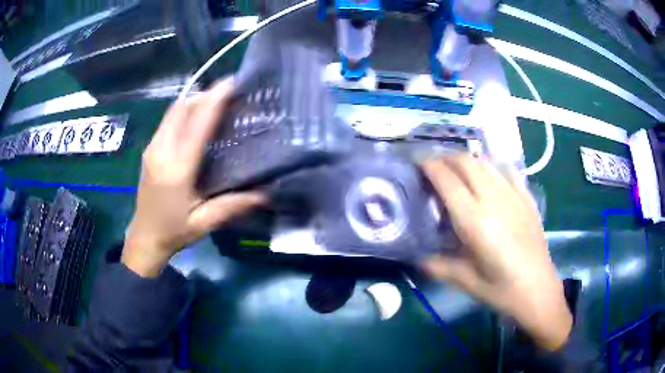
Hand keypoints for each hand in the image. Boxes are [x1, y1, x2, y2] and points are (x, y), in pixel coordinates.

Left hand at [122, 78, 265, 277]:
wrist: (144, 237)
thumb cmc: (174, 231)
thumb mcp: (204, 223)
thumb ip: (233, 206)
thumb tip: (266, 193)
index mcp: (176, 168)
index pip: (197, 123)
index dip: (215, 99)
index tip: (233, 83)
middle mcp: (161, 150)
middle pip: (183, 107)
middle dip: (207, 94)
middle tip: (230, 92)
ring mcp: (152, 147)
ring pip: (174, 110)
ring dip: (196, 99)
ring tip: (218, 100)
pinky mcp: (150, 148)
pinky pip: (169, 118)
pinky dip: (186, 109)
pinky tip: (199, 117)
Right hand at [421, 155, 571, 350]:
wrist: (539, 290)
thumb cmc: (501, 291)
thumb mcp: (465, 282)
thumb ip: (438, 266)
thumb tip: (416, 257)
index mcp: (476, 221)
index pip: (447, 180)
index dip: (429, 166)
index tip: (416, 163)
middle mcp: (494, 200)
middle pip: (466, 162)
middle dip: (445, 157)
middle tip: (432, 166)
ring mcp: (514, 196)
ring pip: (486, 162)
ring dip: (466, 160)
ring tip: (455, 169)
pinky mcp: (527, 198)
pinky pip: (506, 171)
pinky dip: (490, 167)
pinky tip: (487, 176)